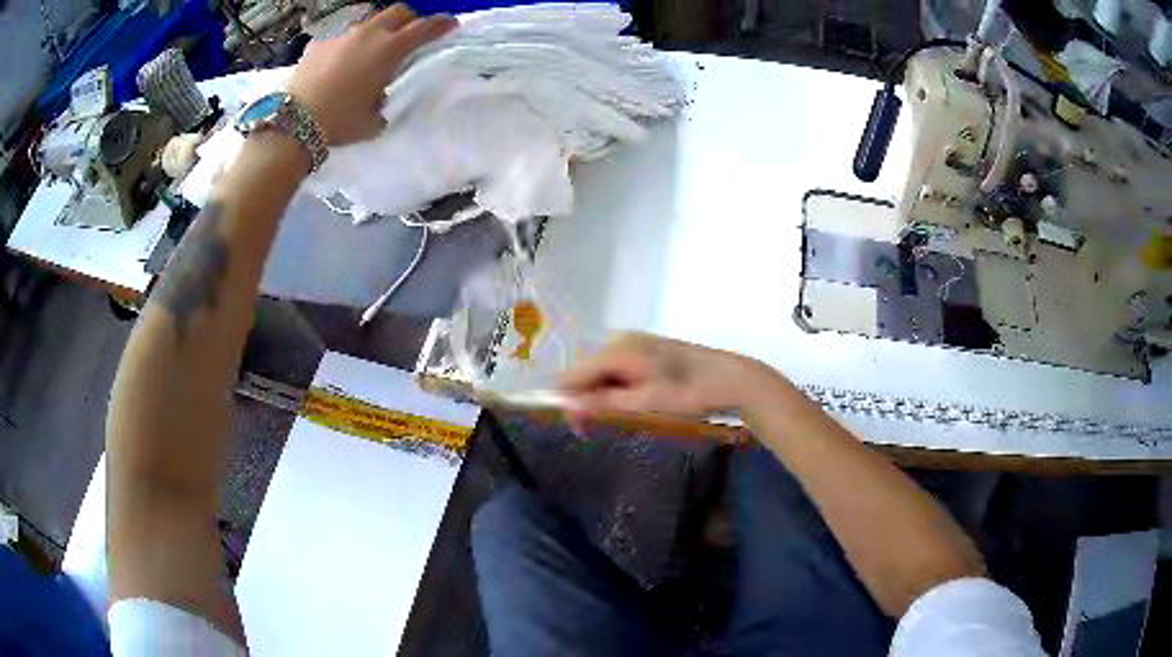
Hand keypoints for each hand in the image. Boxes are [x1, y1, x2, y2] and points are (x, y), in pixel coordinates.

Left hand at [287, 4, 455, 145]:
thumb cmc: (341, 121)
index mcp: (390, 49)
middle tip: (407, 35)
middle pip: (398, 11)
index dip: (441, 24)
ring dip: (375, 30)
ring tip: (369, 49)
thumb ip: (386, 100)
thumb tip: (383, 96)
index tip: (450, 25)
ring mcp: (342, 34)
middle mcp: (369, 33)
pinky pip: (339, 35)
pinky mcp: (319, 42)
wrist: (295, 122)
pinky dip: (345, 44)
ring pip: (368, 20)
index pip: (425, 28)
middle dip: (408, 19)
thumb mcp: (375, 118)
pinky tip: (338, 60)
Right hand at [559, 332, 774, 419]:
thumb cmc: (689, 392)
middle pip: (586, 373)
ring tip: (619, 417)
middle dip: (586, 401)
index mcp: (617, 350)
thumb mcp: (645, 402)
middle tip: (596, 429)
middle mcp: (620, 340)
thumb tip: (569, 406)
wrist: (731, 378)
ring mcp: (634, 343)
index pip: (573, 375)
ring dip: (602, 397)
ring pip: (602, 373)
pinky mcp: (646, 350)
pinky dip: (617, 389)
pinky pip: (618, 370)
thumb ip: (604, 402)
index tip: (578, 428)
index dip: (568, 401)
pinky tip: (631, 403)